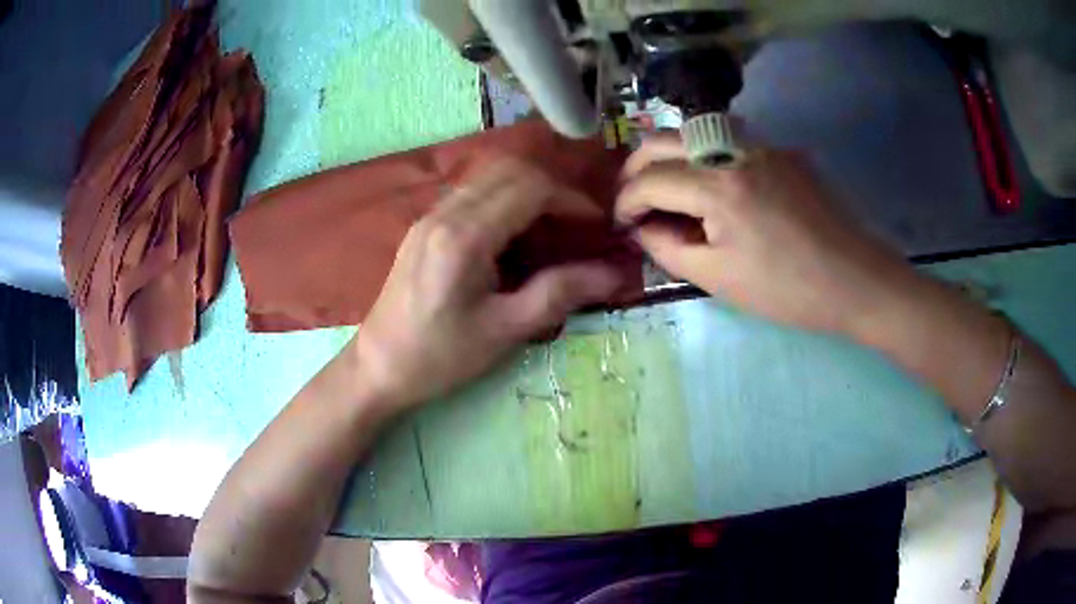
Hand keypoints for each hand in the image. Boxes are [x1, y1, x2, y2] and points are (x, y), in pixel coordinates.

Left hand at [351, 159, 624, 408]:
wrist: (378, 367)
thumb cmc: (440, 356)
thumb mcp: (505, 331)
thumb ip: (560, 294)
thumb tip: (614, 274)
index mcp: (464, 237)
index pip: (530, 188)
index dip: (570, 199)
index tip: (596, 225)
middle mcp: (444, 213)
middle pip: (510, 170)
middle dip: (552, 189)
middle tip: (575, 224)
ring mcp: (429, 215)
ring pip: (489, 176)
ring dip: (526, 191)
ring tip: (549, 229)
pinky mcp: (423, 225)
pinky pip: (471, 192)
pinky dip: (502, 199)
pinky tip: (512, 236)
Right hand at [616, 134, 916, 333]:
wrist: (856, 280)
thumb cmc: (788, 290)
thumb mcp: (719, 279)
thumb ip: (669, 248)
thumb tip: (643, 228)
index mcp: (718, 187)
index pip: (650, 179)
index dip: (626, 201)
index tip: (621, 222)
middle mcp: (735, 150)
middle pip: (663, 138)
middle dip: (636, 165)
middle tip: (632, 197)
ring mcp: (763, 144)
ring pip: (695, 130)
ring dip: (669, 154)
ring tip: (665, 187)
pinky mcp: (783, 150)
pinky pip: (730, 141)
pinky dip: (705, 157)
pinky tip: (712, 186)